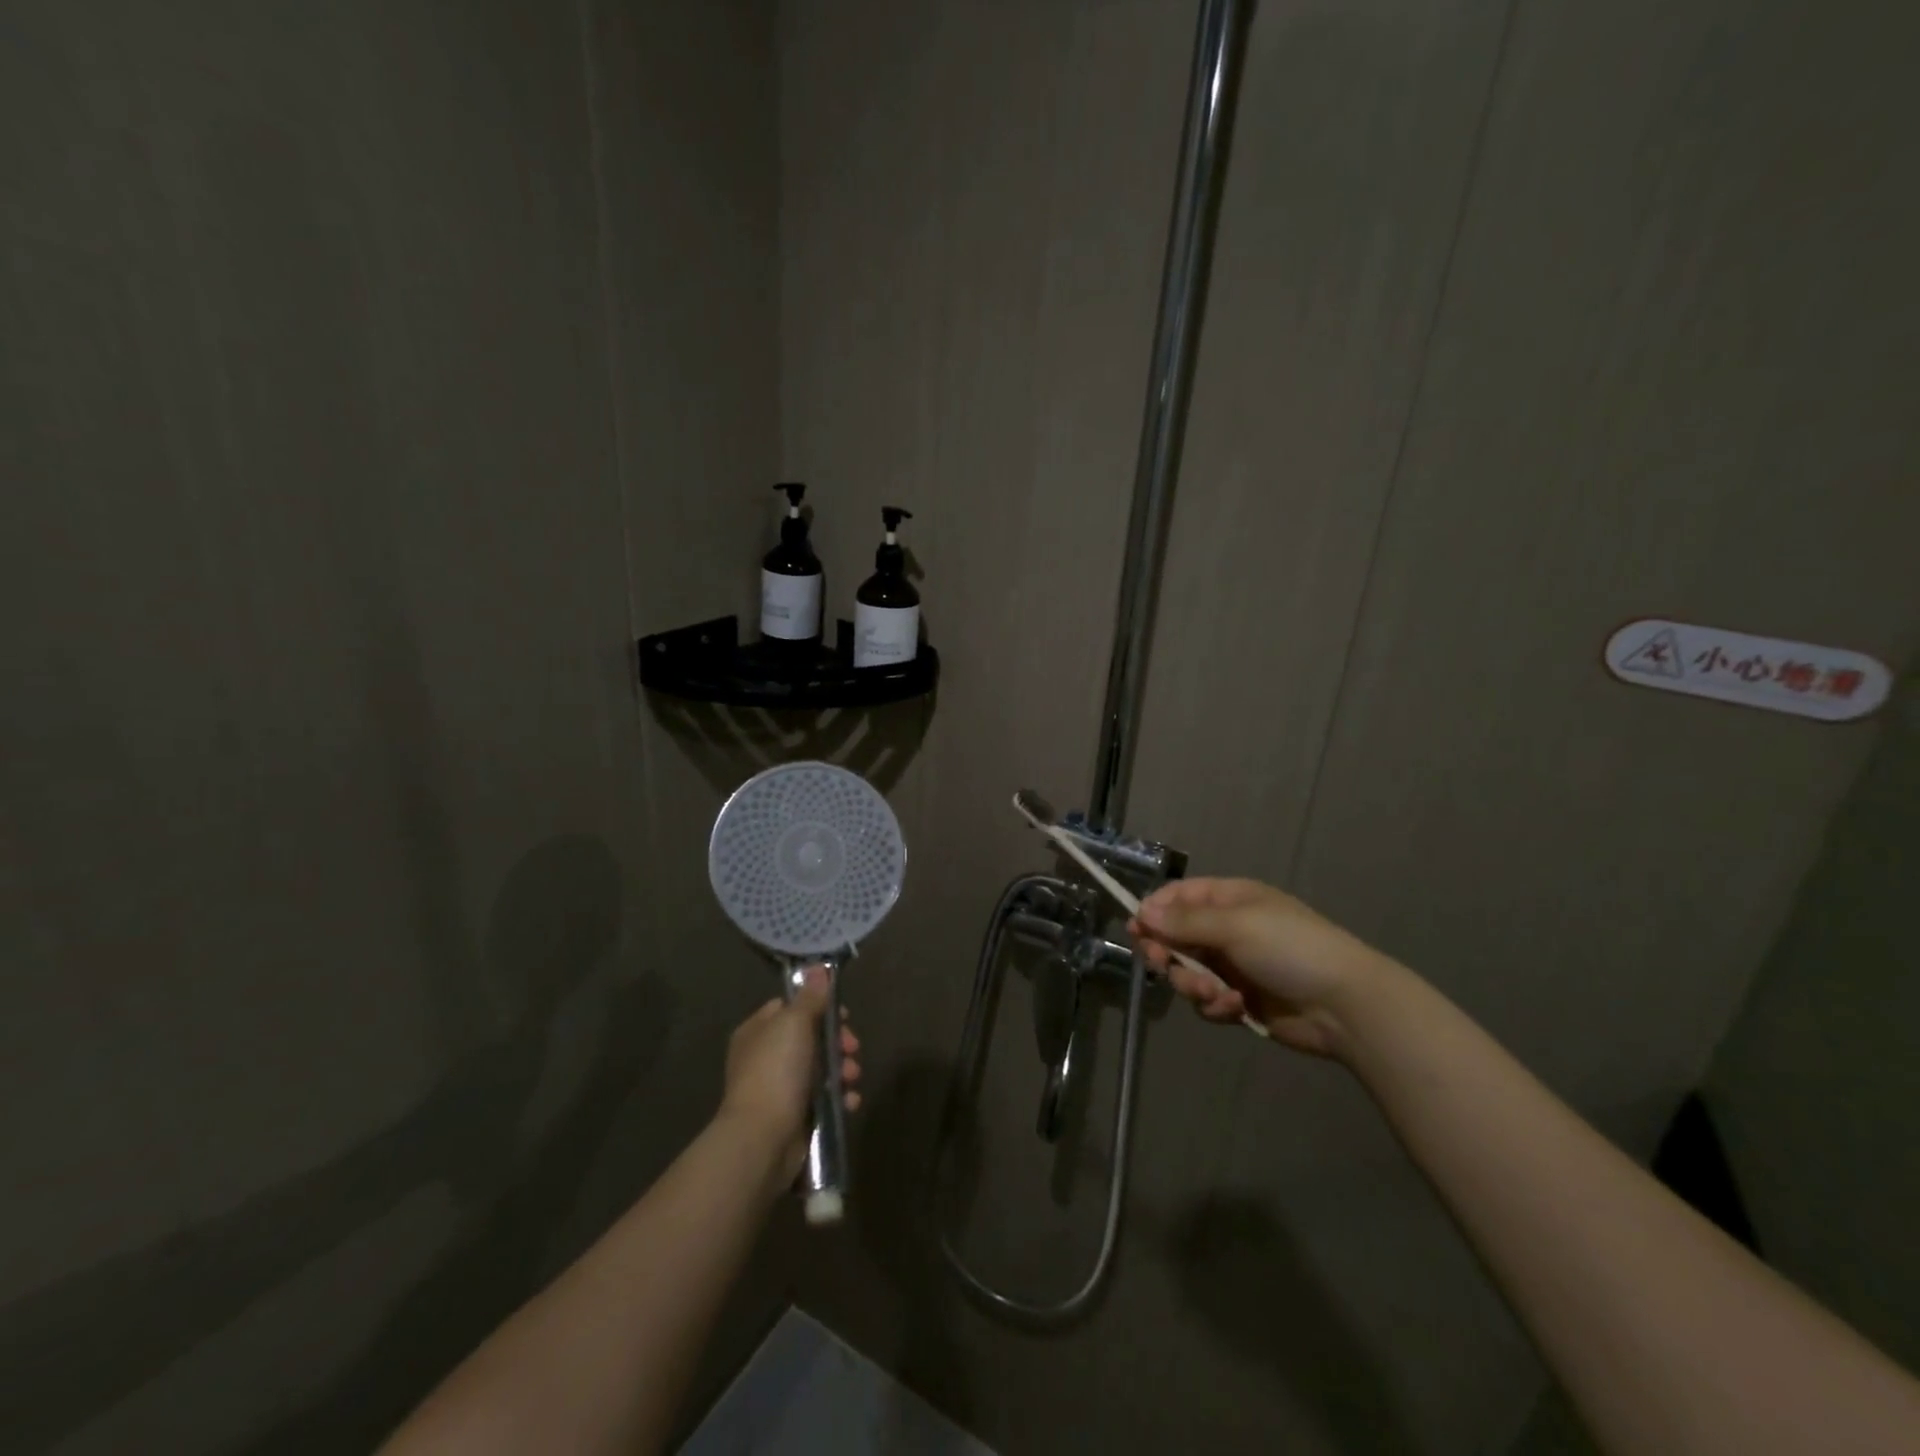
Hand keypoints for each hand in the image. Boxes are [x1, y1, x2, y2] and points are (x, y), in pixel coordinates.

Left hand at [719, 967, 861, 1179]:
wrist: (763, 1138)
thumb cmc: (777, 1070)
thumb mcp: (795, 1023)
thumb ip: (810, 997)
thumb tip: (818, 969)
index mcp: (758, 1031)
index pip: (791, 1007)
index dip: (820, 1007)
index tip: (843, 1015)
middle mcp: (765, 1057)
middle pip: (810, 1038)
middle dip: (838, 1042)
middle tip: (853, 1048)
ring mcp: (778, 1089)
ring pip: (820, 1069)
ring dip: (843, 1070)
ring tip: (853, 1078)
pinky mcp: (793, 1116)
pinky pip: (822, 1099)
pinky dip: (839, 1098)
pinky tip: (849, 1101)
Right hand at [1130, 877, 1391, 1057]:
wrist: (1345, 1006)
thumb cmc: (1290, 949)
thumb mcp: (1235, 926)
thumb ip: (1184, 921)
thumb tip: (1141, 910)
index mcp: (1229, 900)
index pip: (1177, 897)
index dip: (1154, 912)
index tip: (1136, 932)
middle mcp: (1227, 929)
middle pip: (1175, 937)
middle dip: (1168, 954)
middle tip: (1163, 964)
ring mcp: (1233, 966)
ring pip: (1187, 972)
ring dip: (1193, 985)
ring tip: (1215, 995)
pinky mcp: (1240, 1000)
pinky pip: (1208, 1000)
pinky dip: (1215, 1005)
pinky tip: (1234, 1008)